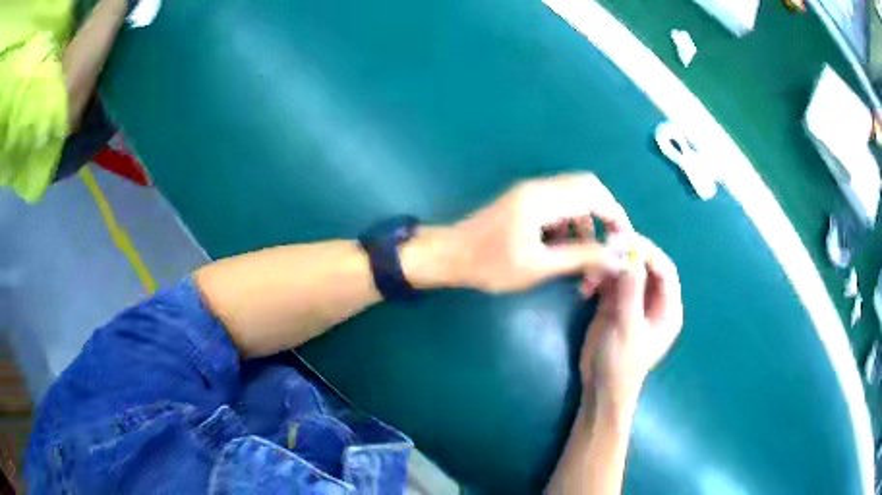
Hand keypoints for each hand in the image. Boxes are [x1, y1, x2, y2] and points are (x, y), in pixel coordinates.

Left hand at [445, 174, 632, 292]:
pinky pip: (559, 206)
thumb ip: (580, 257)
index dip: (615, 214)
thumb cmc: (490, 264)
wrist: (450, 256)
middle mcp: (539, 187)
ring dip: (586, 224)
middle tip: (609, 246)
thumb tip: (616, 256)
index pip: (593, 193)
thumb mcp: (538, 266)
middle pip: (587, 188)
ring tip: (585, 258)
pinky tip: (564, 250)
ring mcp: (531, 193)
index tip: (624, 240)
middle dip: (604, 216)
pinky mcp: (525, 202)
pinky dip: (570, 225)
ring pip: (574, 198)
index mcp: (543, 198)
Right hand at [580, 236, 682, 414]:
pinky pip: (610, 281)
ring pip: (626, 270)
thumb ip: (631, 293)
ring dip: (609, 266)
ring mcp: (633, 301)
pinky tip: (586, 284)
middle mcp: (653, 300)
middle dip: (628, 254)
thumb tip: (631, 255)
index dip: (649, 253)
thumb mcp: (628, 330)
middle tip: (606, 246)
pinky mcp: (614, 304)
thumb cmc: (621, 365)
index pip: (665, 270)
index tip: (626, 242)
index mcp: (668, 308)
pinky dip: (599, 277)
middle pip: (646, 265)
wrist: (599, 388)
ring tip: (591, 273)